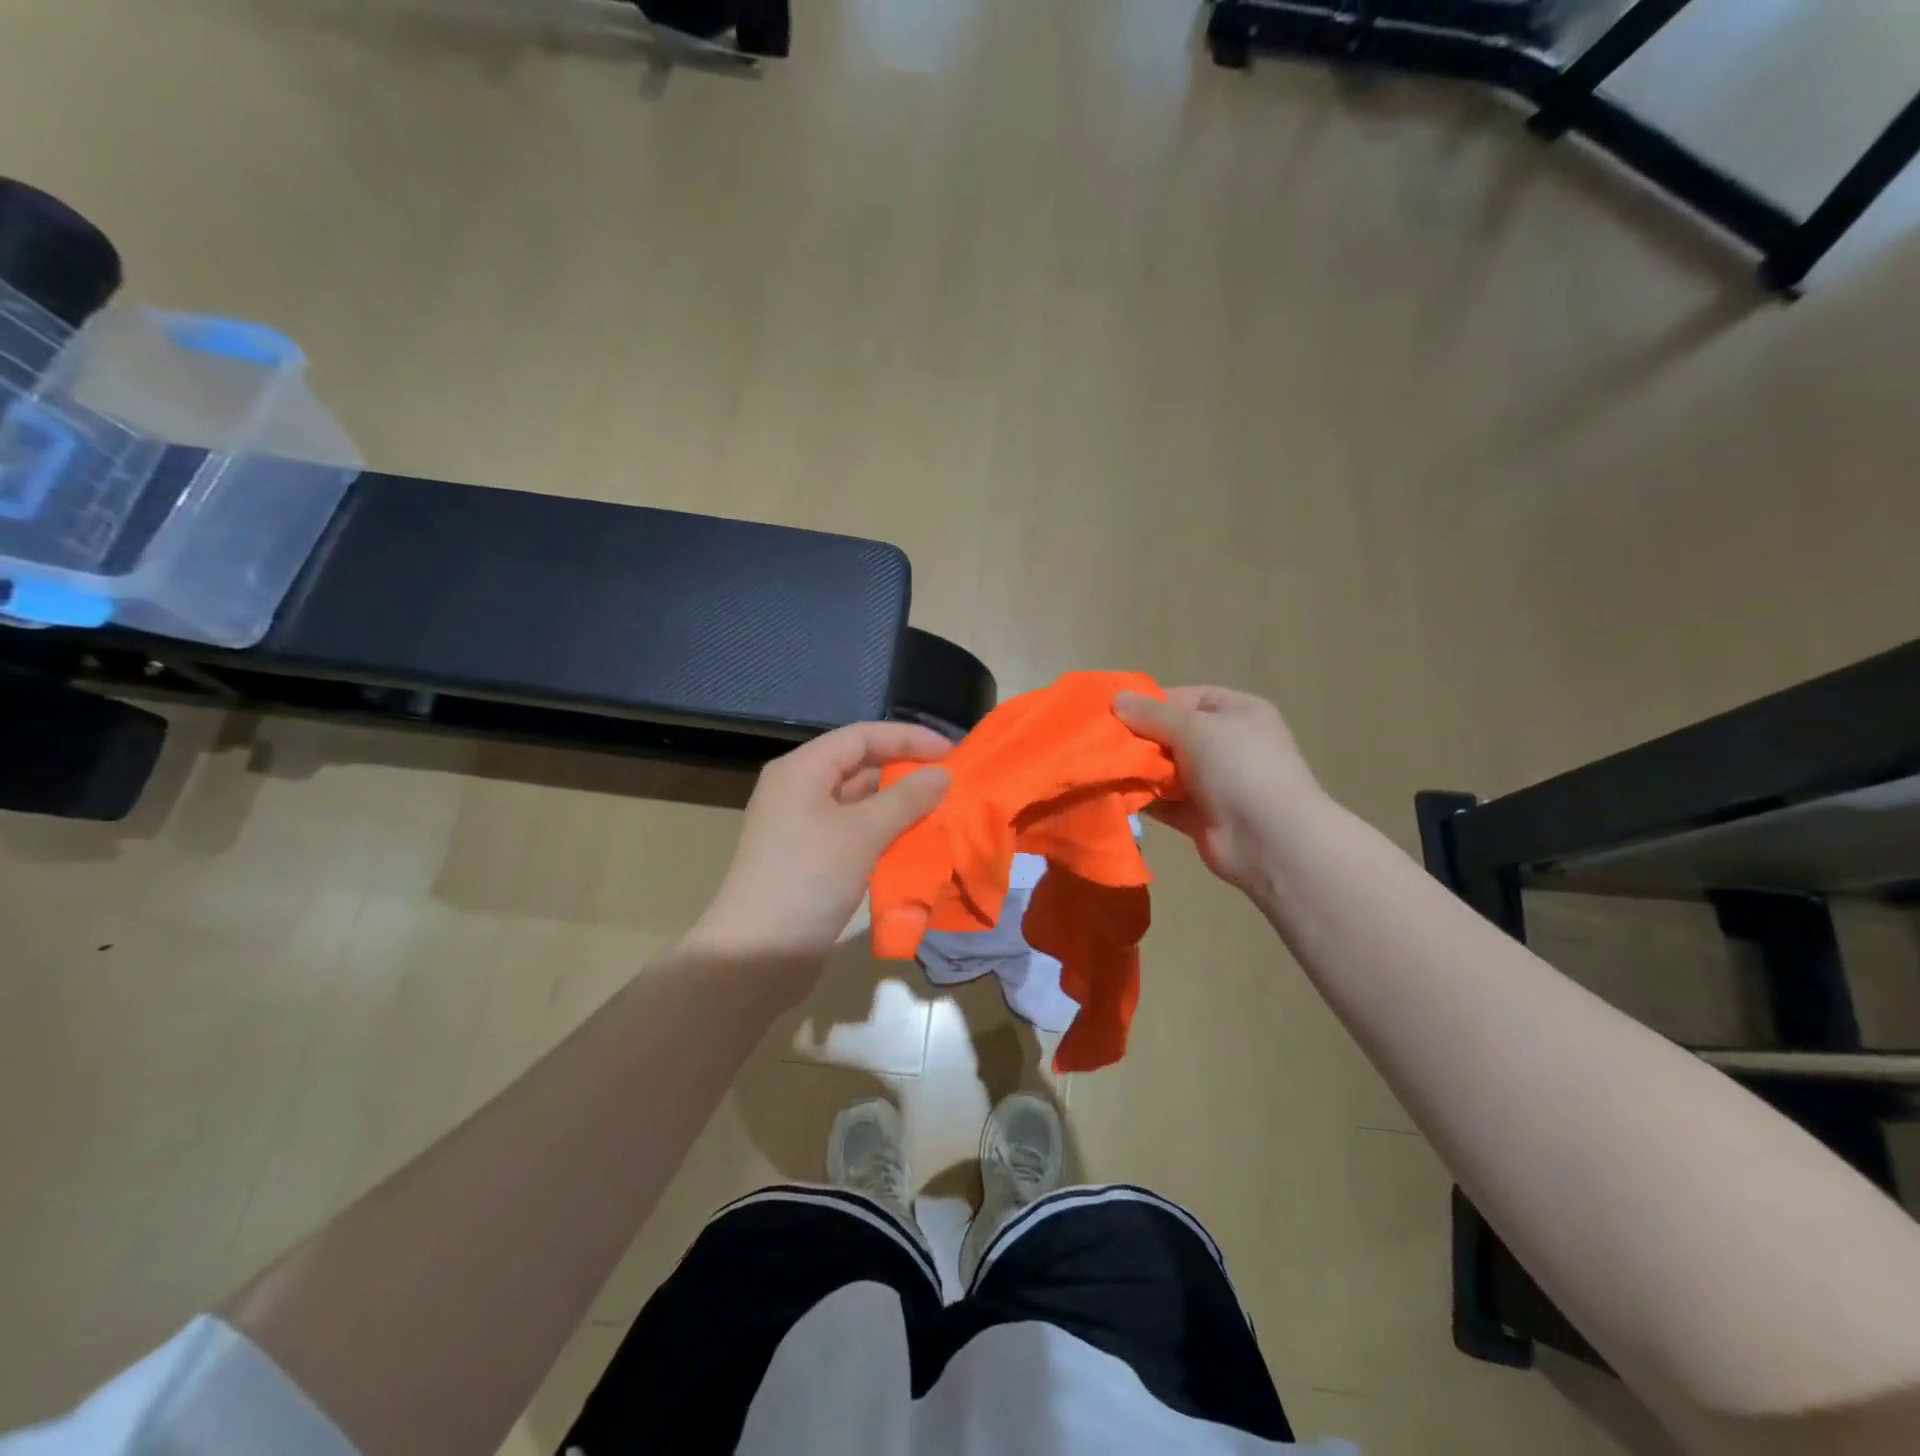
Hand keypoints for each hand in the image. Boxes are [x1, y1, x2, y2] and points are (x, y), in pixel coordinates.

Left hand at [686, 722, 952, 967]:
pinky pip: (856, 834)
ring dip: (900, 806)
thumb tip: (943, 774)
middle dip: (907, 772)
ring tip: (944, 812)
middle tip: (953, 784)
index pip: (862, 736)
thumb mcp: (862, 833)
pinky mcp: (811, 860)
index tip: (953, 753)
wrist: (756, 956)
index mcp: (802, 770)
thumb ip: (906, 798)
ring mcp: (803, 827)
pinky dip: (886, 834)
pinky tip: (917, 844)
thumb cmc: (808, 879)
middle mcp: (800, 791)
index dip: (909, 738)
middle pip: (860, 766)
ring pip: (860, 803)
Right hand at [1113, 686, 1326, 893]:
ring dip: (1137, 770)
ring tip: (1101, 767)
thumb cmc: (1239, 767)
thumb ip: (1152, 714)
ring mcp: (1215, 783)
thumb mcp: (1195, 728)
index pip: (1187, 699)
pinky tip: (1112, 794)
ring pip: (1166, 769)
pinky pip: (1164, 801)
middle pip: (1173, 734)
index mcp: (1237, 713)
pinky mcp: (1200, 816)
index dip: (1151, 703)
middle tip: (1100, 742)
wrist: (1270, 840)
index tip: (1113, 711)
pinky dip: (1142, 799)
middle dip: (1138, 738)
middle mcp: (1227, 744)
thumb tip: (1117, 698)